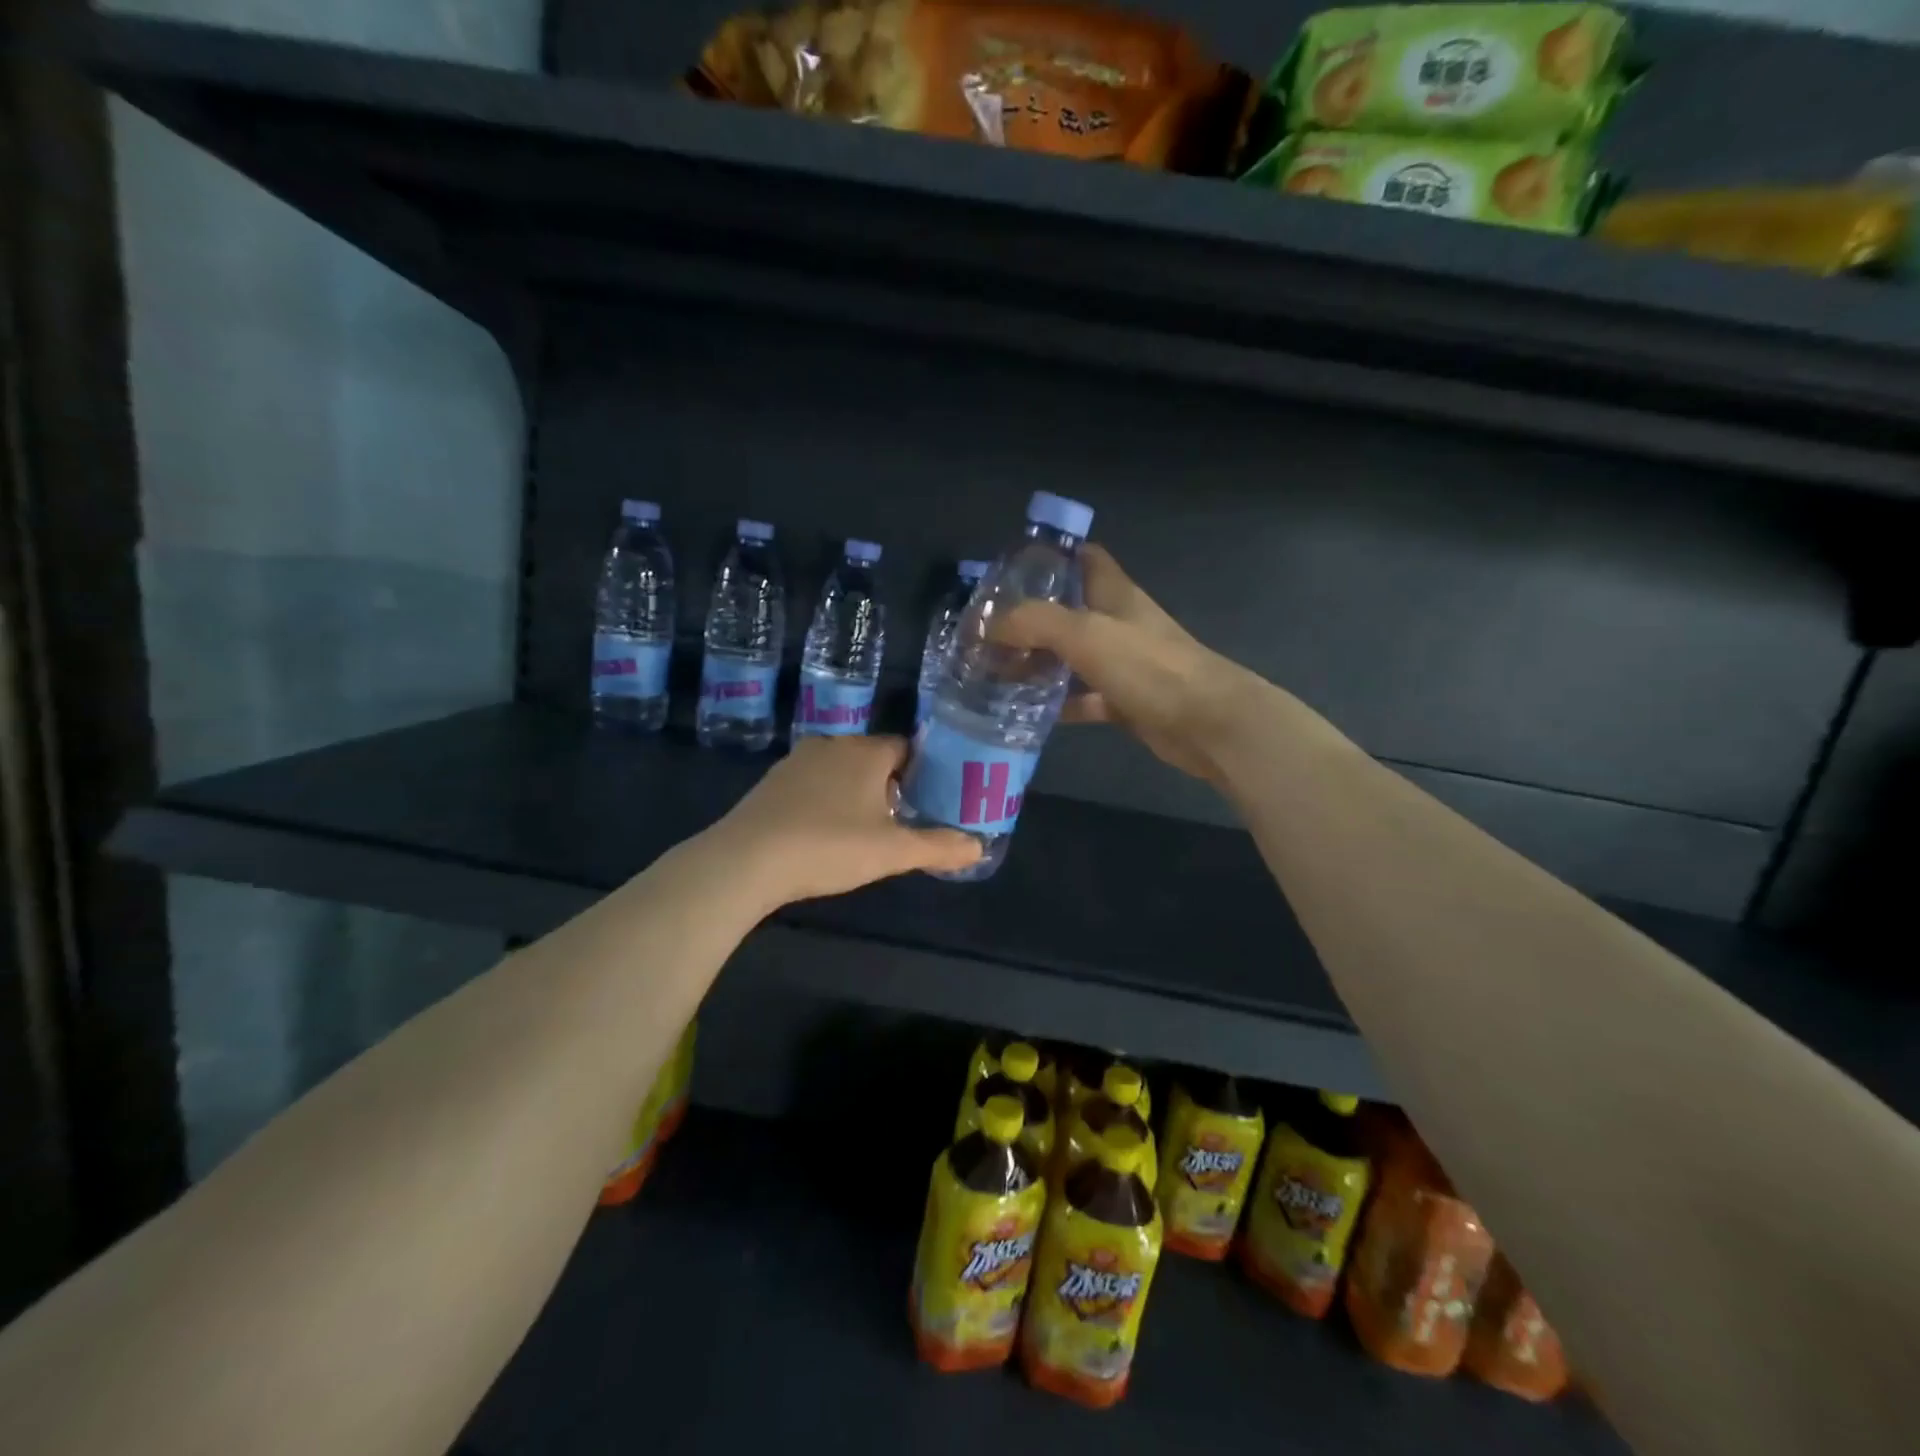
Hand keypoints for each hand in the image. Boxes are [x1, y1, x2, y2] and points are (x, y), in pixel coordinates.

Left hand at [711, 735, 980, 904]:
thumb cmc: (829, 845)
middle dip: (892, 783)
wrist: (747, 860)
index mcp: (867, 752)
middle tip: (905, 818)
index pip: (907, 747)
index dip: (924, 771)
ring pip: (842, 770)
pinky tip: (825, 832)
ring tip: (868, 828)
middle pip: (874, 758)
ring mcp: (797, 761)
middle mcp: (833, 745)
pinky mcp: (772, 783)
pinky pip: (813, 784)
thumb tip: (979, 846)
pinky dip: (826, 800)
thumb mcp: (892, 851)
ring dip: (857, 792)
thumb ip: (937, 846)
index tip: (933, 798)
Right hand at [994, 545, 1262, 782]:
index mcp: (1114, 593)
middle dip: (1029, 618)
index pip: (1082, 557)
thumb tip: (987, 625)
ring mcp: (1123, 664)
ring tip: (994, 671)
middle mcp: (1118, 623)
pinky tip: (1028, 712)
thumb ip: (1033, 622)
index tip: (1009, 572)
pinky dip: (1059, 703)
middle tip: (986, 633)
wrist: (1206, 723)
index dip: (1049, 557)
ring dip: (1038, 662)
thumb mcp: (1085, 633)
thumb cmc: (1148, 667)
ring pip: (1072, 657)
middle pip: (1069, 610)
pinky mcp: (1125, 701)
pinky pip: (1083, 698)